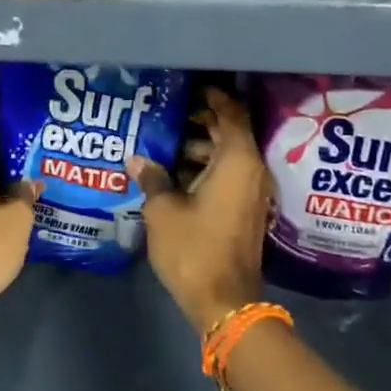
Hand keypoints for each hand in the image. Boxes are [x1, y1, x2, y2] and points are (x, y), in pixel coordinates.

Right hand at [135, 86, 273, 333]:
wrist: (224, 302)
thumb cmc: (194, 247)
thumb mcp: (163, 210)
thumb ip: (152, 178)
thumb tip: (138, 159)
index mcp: (238, 161)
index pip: (232, 114)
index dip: (214, 98)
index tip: (192, 88)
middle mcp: (251, 172)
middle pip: (230, 134)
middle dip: (201, 122)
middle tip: (169, 114)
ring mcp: (250, 194)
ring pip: (227, 157)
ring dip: (200, 148)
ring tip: (164, 144)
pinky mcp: (244, 212)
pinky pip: (227, 177)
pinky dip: (205, 169)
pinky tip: (174, 174)